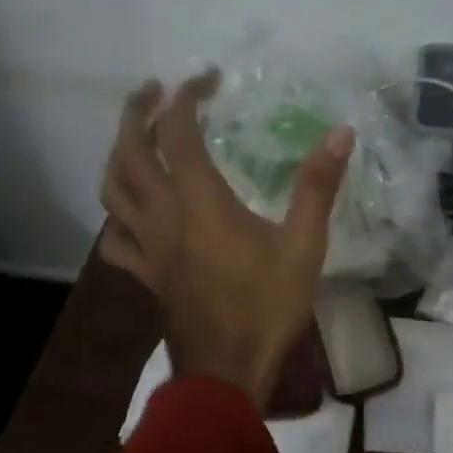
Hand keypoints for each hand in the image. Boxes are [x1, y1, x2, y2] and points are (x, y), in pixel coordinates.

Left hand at [98, 71, 353, 411]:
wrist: (228, 373)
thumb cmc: (267, 307)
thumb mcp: (304, 245)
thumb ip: (317, 185)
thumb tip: (340, 132)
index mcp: (199, 201)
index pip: (177, 132)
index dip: (187, 97)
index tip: (208, 80)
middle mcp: (162, 215)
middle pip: (128, 151)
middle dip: (136, 112)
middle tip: (153, 91)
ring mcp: (147, 246)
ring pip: (112, 189)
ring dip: (118, 154)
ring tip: (135, 139)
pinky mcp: (144, 274)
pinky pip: (115, 239)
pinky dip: (117, 216)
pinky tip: (130, 212)